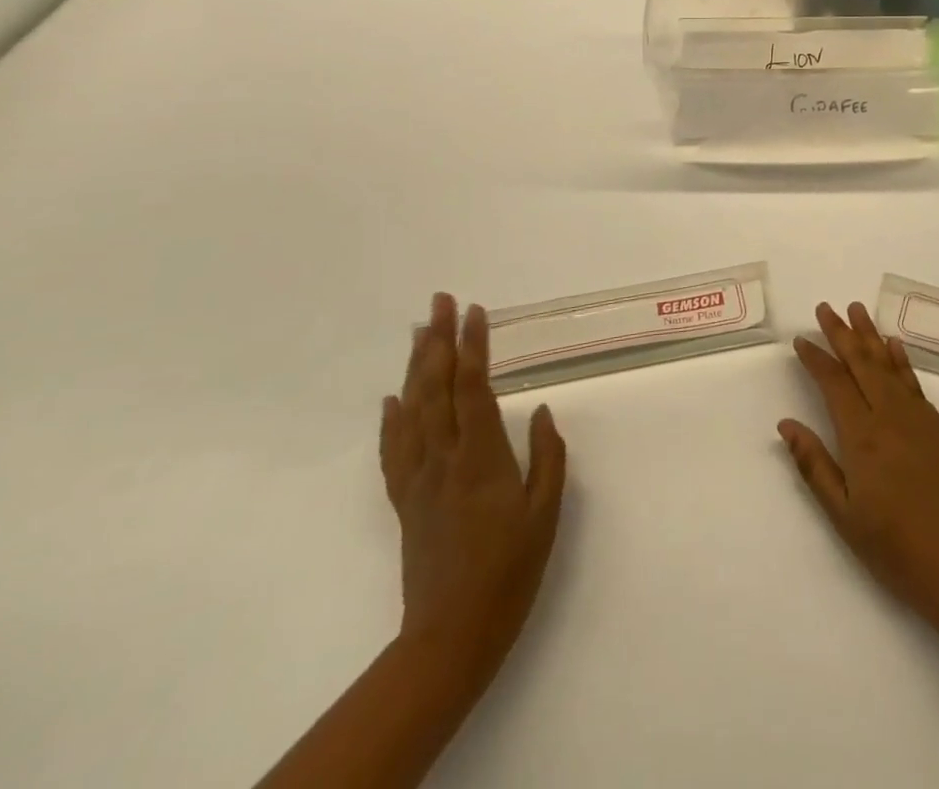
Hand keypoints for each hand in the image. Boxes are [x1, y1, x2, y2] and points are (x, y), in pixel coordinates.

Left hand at [379, 294, 566, 687]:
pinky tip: (392, 398)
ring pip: (412, 410)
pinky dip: (391, 419)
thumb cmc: (509, 571)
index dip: (472, 346)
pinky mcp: (405, 501)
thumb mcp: (545, 515)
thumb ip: (547, 458)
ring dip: (414, 366)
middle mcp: (443, 459)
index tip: (474, 311)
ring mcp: (418, 479)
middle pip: (435, 388)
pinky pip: (393, 451)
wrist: (450, 636)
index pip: (473, 388)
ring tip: (418, 331)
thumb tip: (541, 411)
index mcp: (480, 458)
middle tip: (440, 301)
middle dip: (438, 340)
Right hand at [778, 301, 938, 626]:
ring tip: (856, 309)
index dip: (816, 359)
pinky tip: (894, 345)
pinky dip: (900, 359)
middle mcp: (889, 416)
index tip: (801, 340)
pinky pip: (913, 380)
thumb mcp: (844, 516)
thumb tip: (786, 424)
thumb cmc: (896, 548)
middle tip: (825, 308)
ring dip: (870, 335)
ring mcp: (917, 418)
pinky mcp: (938, 427)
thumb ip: (814, 465)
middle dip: (841, 333)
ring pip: (888, 364)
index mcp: (862, 436)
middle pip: (861, 363)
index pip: (834, 383)